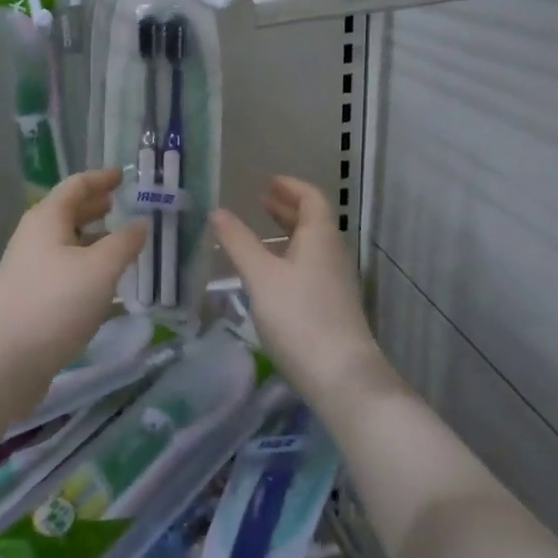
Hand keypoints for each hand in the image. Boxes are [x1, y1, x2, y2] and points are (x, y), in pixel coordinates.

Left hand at [0, 170, 146, 382]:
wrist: (5, 359)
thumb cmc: (55, 303)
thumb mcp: (100, 269)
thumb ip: (125, 242)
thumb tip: (141, 222)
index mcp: (46, 218)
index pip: (76, 185)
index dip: (101, 178)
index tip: (124, 175)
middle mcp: (34, 236)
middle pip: (68, 211)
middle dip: (97, 207)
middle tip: (125, 206)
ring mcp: (29, 267)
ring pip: (66, 241)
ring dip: (93, 237)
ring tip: (122, 242)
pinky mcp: (31, 295)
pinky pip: (63, 266)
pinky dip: (86, 263)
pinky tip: (104, 280)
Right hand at [211, 177, 386, 403]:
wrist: (340, 375)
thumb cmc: (299, 316)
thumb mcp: (261, 276)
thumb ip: (238, 242)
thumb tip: (217, 211)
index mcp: (320, 238)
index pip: (311, 198)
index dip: (290, 187)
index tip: (268, 182)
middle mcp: (332, 254)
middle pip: (313, 221)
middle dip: (286, 208)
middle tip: (260, 201)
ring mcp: (334, 282)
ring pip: (310, 246)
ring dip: (287, 233)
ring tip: (259, 234)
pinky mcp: (331, 305)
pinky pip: (308, 267)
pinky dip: (288, 257)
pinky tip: (269, 274)